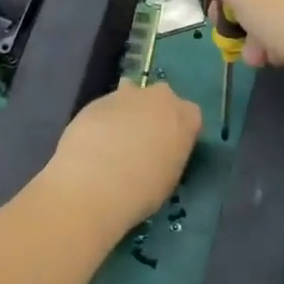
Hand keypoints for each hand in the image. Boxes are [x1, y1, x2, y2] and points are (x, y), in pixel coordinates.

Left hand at [40, 81, 201, 237]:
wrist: (96, 181)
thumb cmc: (144, 189)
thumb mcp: (169, 178)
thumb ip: (169, 156)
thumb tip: (158, 155)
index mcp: (185, 117)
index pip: (190, 115)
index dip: (179, 131)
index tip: (170, 148)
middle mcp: (160, 97)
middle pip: (162, 98)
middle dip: (153, 113)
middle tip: (143, 141)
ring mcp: (126, 95)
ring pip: (131, 95)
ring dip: (126, 111)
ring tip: (115, 139)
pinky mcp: (96, 100)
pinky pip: (105, 108)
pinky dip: (102, 120)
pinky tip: (93, 142)